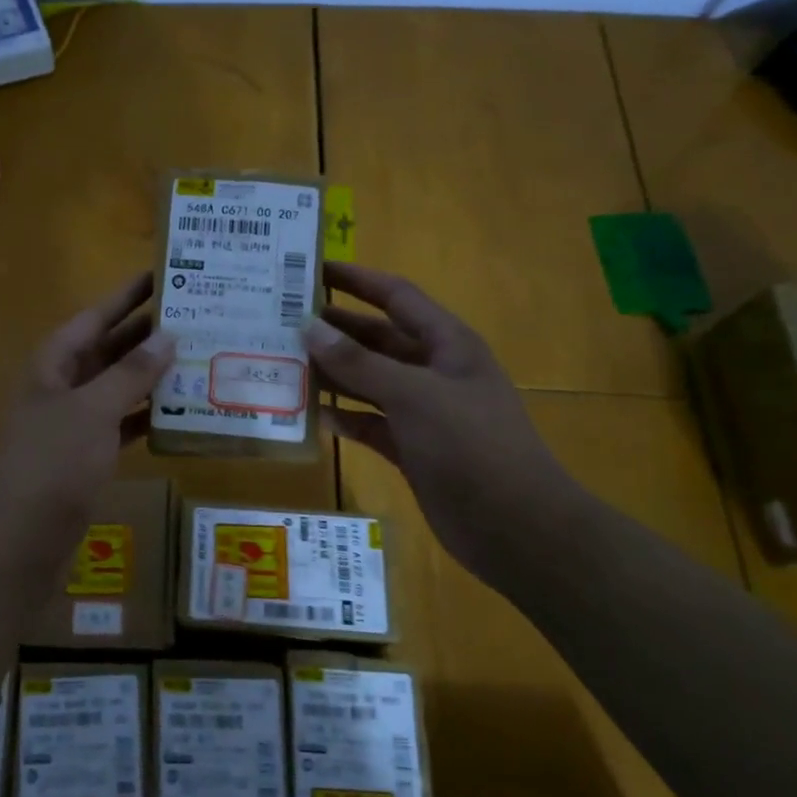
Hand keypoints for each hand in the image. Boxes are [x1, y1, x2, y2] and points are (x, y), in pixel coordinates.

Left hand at [0, 272, 175, 529]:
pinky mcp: (87, 454)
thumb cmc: (53, 463)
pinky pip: (121, 422)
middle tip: (194, 315)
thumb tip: (167, 336)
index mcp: (54, 363)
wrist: (23, 537)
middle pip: (108, 348)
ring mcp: (74, 421)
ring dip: (151, 374)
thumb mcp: (93, 410)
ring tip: (197, 356)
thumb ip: (130, 373)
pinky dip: (146, 414)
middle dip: (146, 333)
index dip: (127, 295)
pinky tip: (180, 410)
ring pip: (118, 386)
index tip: (163, 273)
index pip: (95, 316)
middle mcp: (63, 385)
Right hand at [303, 262, 583, 577]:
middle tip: (282, 321)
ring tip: (285, 364)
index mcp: (447, 344)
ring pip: (370, 382)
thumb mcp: (413, 395)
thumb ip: (359, 362)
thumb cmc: (470, 446)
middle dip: (335, 329)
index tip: (311, 269)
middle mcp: (434, 371)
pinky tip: (313, 416)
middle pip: (377, 339)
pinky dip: (345, 418)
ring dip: (333, 374)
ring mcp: (424, 412)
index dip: (357, 280)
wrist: (514, 527)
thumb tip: (309, 327)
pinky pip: (370, 423)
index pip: (396, 296)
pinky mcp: (412, 448)